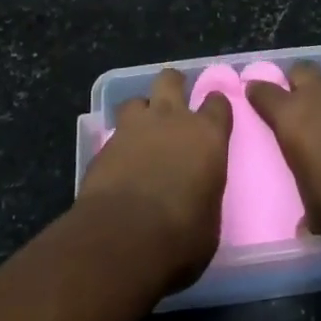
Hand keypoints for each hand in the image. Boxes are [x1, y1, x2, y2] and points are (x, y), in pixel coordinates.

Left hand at [78, 68, 231, 288]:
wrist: (121, 240)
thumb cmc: (180, 237)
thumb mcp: (209, 220)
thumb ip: (205, 192)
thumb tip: (197, 193)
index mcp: (207, 136)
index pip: (218, 104)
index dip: (216, 106)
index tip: (215, 114)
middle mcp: (171, 120)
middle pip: (170, 80)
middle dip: (173, 85)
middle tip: (174, 101)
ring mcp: (133, 128)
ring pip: (136, 100)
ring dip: (141, 112)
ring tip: (142, 132)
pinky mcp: (103, 145)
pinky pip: (114, 132)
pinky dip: (119, 142)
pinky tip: (119, 160)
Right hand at [246, 62, 320, 249]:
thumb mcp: (318, 214)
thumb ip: (309, 210)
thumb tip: (306, 226)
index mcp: (291, 118)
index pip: (264, 92)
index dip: (259, 92)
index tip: (255, 93)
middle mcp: (319, 95)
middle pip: (301, 71)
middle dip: (299, 83)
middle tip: (301, 103)